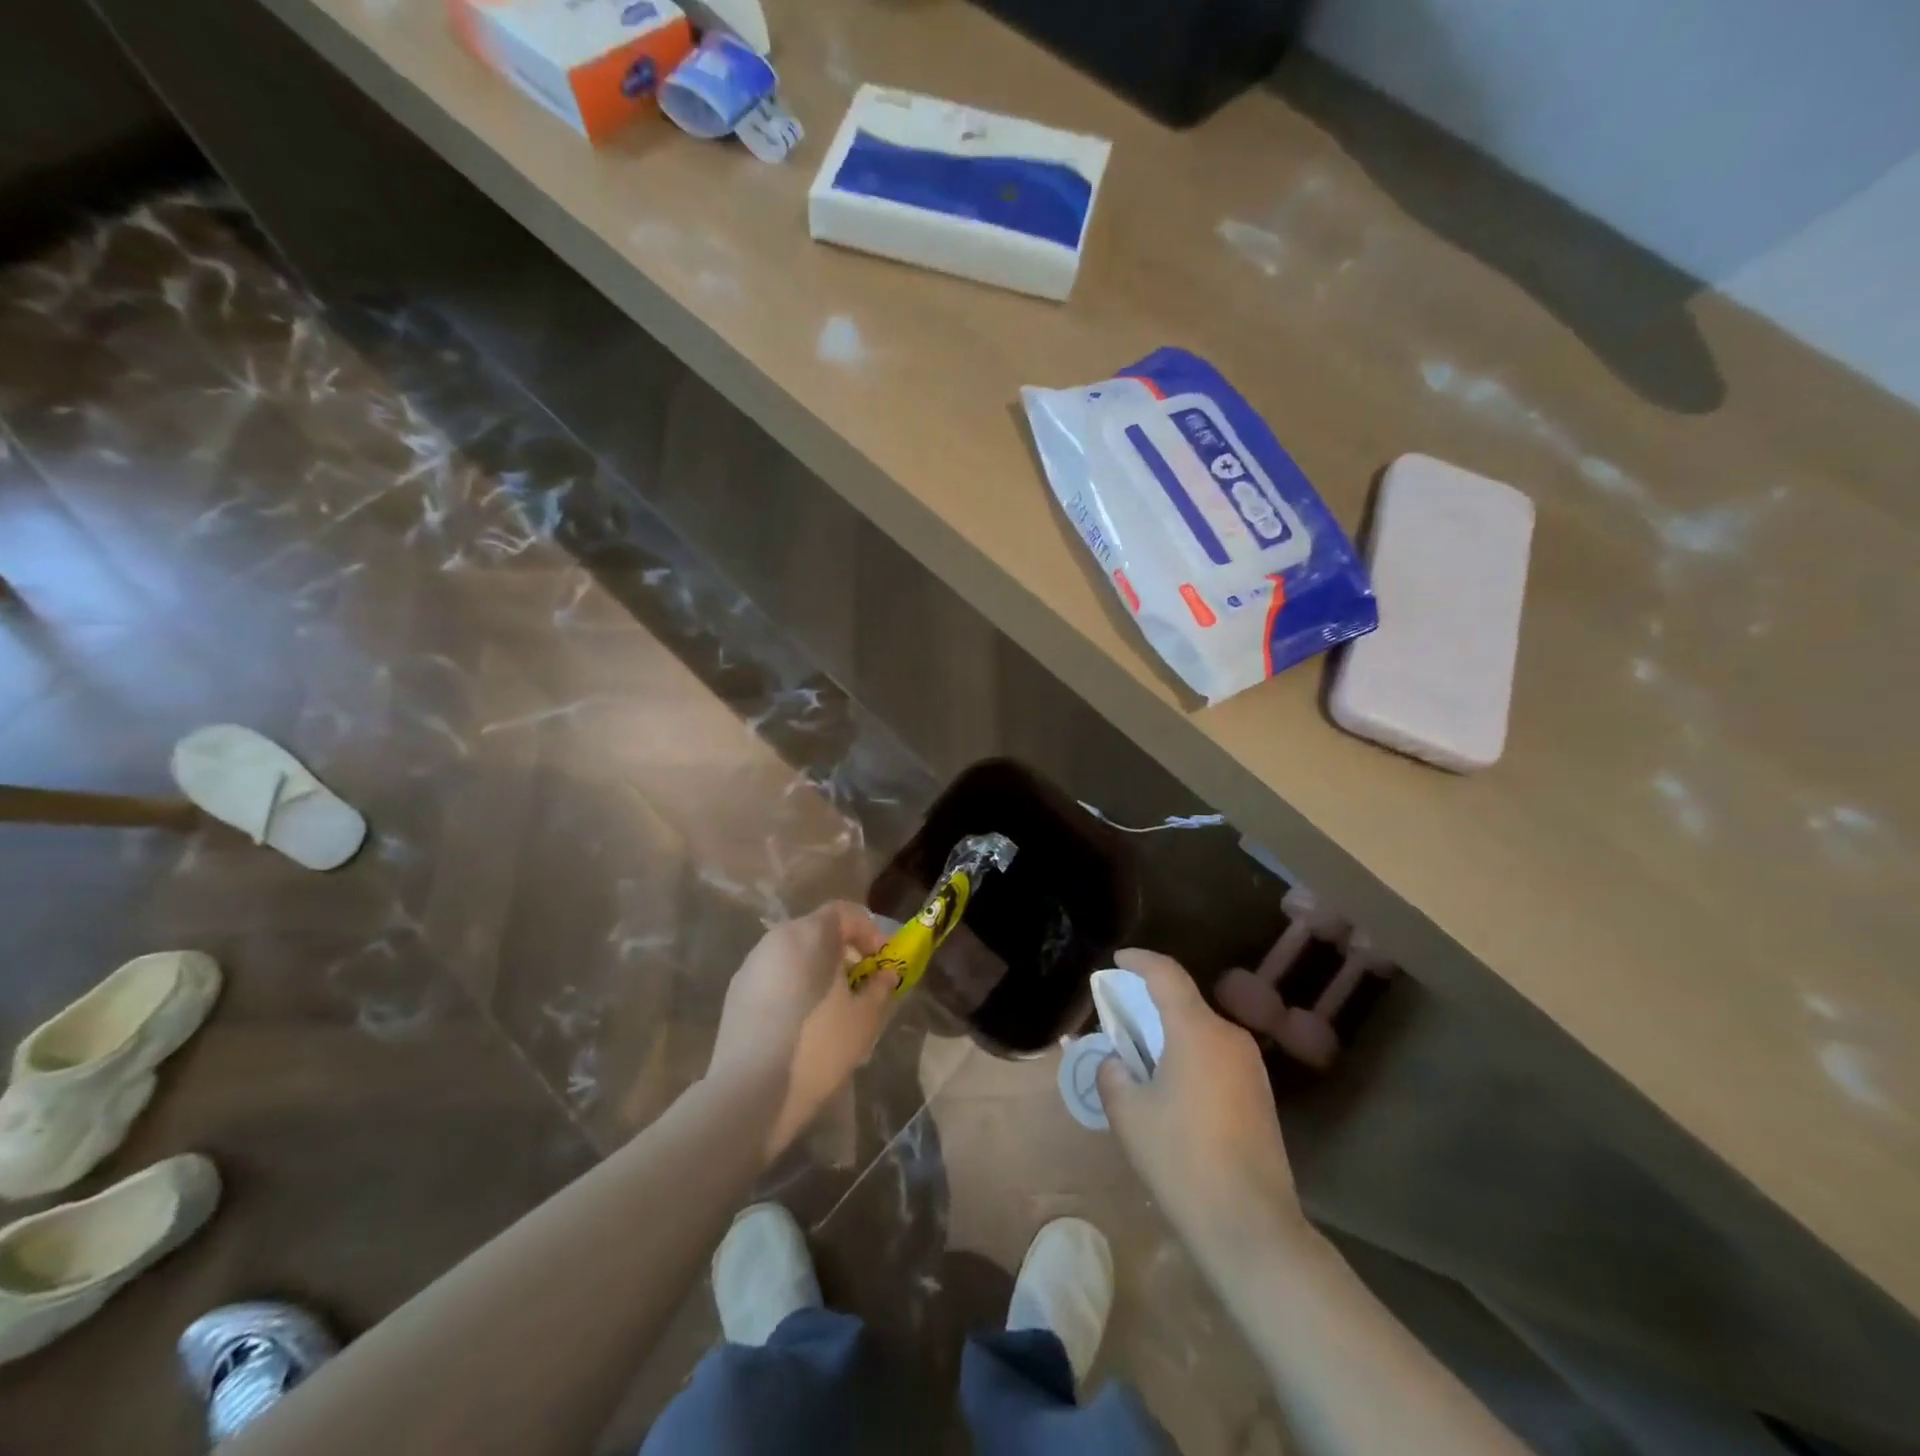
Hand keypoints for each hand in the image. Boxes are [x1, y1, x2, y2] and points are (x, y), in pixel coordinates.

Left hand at [707, 902, 895, 1159]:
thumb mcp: (864, 1019)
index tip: (881, 959)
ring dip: (817, 967)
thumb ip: (880, 988)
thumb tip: (885, 974)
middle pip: (817, 930)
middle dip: (843, 950)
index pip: (844, 912)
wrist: (750, 1093)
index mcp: (810, 934)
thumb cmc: (818, 1046)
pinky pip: (774, 975)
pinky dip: (793, 984)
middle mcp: (777, 939)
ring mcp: (751, 964)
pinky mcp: (735, 992)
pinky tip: (802, 1020)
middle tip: (861, 981)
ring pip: (793, 953)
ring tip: (832, 1004)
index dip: (868, 931)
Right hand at [1098, 949, 1305, 1262]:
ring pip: (1202, 1031)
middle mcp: (1230, 1037)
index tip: (1118, 959)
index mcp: (1197, 1030)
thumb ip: (1113, 1074)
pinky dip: (1190, 1056)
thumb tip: (1118, 1062)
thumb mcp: (1129, 1114)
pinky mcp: (1260, 1095)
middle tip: (1120, 1020)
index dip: (1139, 961)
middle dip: (1150, 1003)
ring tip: (1142, 1059)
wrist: (1250, 1226)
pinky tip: (1172, 1091)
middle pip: (1185, 1003)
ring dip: (1171, 1033)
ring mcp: (1251, 1067)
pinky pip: (1217, 1057)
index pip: (1166, 975)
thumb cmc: (1181, 1159)